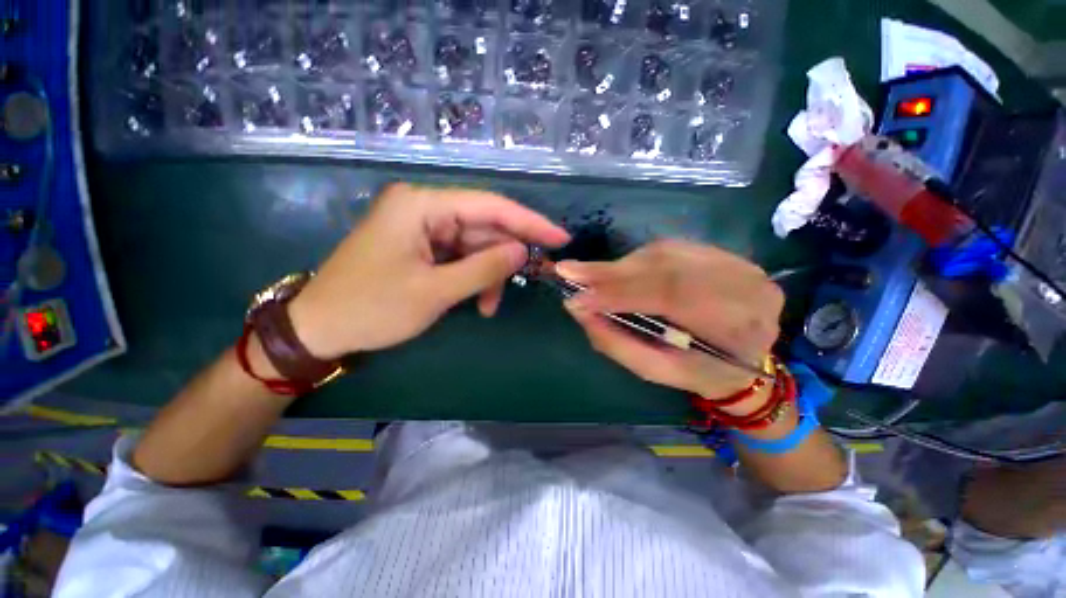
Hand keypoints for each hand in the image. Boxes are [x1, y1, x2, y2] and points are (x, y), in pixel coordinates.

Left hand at [288, 184, 569, 358]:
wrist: (320, 328)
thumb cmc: (372, 308)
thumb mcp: (435, 291)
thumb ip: (483, 268)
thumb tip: (522, 251)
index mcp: (421, 205)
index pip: (490, 206)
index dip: (529, 222)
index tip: (561, 238)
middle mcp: (423, 208)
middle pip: (483, 226)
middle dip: (506, 256)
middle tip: (534, 277)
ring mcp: (422, 227)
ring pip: (474, 245)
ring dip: (488, 274)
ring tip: (489, 305)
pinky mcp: (421, 246)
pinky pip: (459, 256)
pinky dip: (473, 277)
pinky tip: (477, 300)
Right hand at [558, 240, 782, 398]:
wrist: (745, 360)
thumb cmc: (700, 373)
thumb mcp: (658, 371)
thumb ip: (617, 343)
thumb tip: (579, 311)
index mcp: (741, 325)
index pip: (672, 296)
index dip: (619, 293)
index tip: (577, 298)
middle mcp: (744, 282)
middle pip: (665, 266)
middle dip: (611, 273)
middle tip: (569, 272)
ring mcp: (736, 261)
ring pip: (663, 253)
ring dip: (620, 266)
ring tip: (589, 276)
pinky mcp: (720, 252)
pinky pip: (667, 248)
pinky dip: (635, 261)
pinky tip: (616, 273)